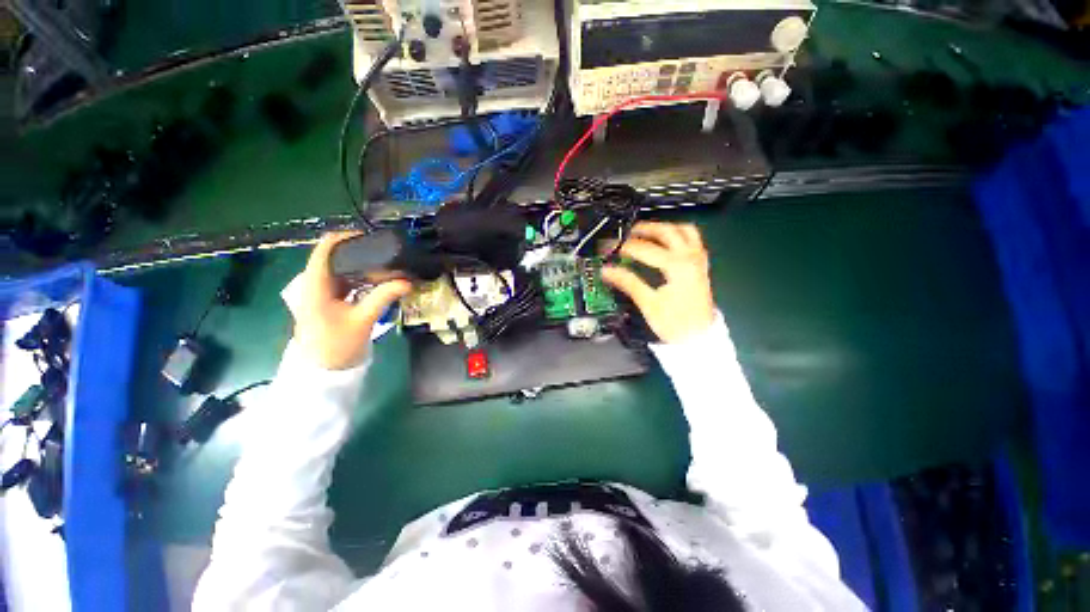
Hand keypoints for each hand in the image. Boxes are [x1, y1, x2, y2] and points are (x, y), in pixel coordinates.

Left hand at [288, 232, 411, 369]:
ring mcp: (319, 290)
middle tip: (386, 254)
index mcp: (315, 284)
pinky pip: (344, 279)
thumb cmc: (337, 344)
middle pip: (334, 255)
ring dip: (361, 265)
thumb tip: (407, 281)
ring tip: (386, 265)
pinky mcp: (327, 298)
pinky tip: (377, 280)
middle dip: (360, 252)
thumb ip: (383, 297)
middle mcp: (313, 282)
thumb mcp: (363, 319)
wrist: (322, 369)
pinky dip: (360, 277)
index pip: (325, 248)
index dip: (346, 237)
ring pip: (340, 267)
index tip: (372, 238)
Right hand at [601, 221, 715, 343]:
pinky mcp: (701, 266)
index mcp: (677, 266)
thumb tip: (608, 271)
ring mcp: (699, 260)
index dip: (625, 248)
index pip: (645, 249)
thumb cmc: (674, 323)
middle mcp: (690, 258)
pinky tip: (668, 241)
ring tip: (647, 232)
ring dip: (664, 227)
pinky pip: (693, 239)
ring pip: (684, 231)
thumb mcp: (648, 303)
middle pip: (667, 231)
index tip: (611, 251)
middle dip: (645, 229)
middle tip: (627, 234)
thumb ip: (628, 282)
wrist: (699, 338)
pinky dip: (679, 235)